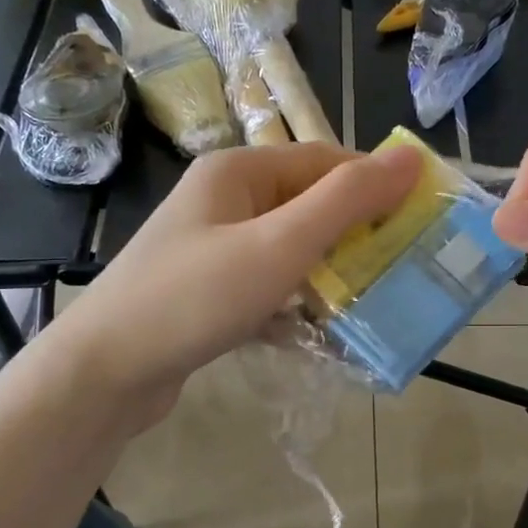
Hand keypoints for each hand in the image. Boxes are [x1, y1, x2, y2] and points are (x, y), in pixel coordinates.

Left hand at [33, 141, 421, 426]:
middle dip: (357, 236)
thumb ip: (345, 201)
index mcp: (239, 172)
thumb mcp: (279, 244)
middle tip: (404, 269)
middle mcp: (225, 201)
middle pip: (309, 206)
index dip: (376, 185)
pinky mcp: (210, 294)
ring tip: (374, 304)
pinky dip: (297, 306)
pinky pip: (269, 288)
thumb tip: (410, 156)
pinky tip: (323, 334)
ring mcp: (214, 249)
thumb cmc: (195, 297)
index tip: (421, 221)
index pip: (326, 162)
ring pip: (291, 251)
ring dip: (330, 275)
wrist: (106, 371)